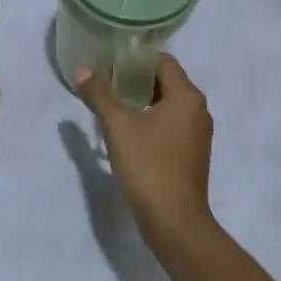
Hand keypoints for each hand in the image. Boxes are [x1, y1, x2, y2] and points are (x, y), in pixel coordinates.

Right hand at [73, 53, 213, 246]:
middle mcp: (198, 110)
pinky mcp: (192, 154)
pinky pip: (171, 125)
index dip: (136, 59)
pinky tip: (129, 131)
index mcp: (187, 96)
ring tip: (113, 105)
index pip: (163, 61)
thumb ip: (100, 94)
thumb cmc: (148, 165)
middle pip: (166, 81)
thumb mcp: (118, 125)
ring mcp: (198, 134)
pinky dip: (152, 121)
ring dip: (143, 101)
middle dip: (136, 80)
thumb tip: (83, 70)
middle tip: (106, 82)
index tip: (110, 62)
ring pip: (169, 105)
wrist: (174, 221)